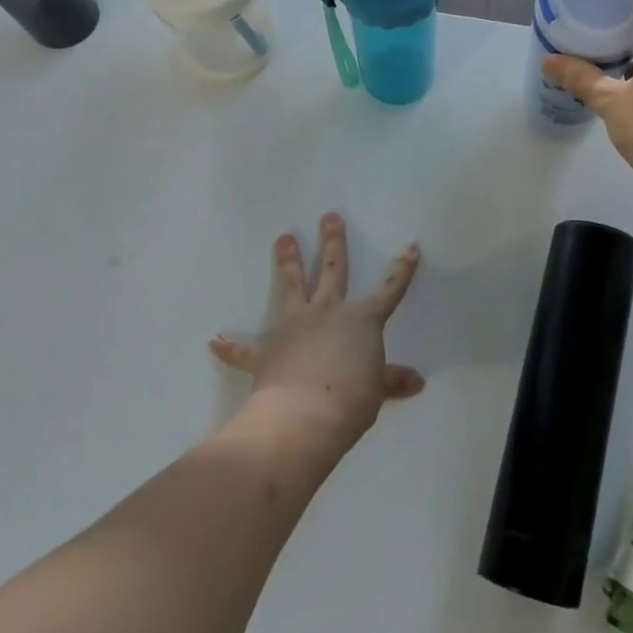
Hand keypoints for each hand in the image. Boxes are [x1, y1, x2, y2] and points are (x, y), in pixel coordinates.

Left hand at [209, 214, 424, 452]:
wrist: (303, 416)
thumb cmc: (350, 400)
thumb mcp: (377, 391)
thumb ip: (392, 380)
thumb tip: (417, 381)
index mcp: (361, 320)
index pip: (389, 289)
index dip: (401, 269)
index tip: (410, 247)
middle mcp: (327, 312)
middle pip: (331, 270)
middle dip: (332, 242)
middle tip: (329, 216)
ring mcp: (294, 326)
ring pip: (291, 285)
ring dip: (287, 261)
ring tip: (283, 238)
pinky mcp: (266, 351)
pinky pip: (245, 348)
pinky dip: (231, 346)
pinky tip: (215, 341)